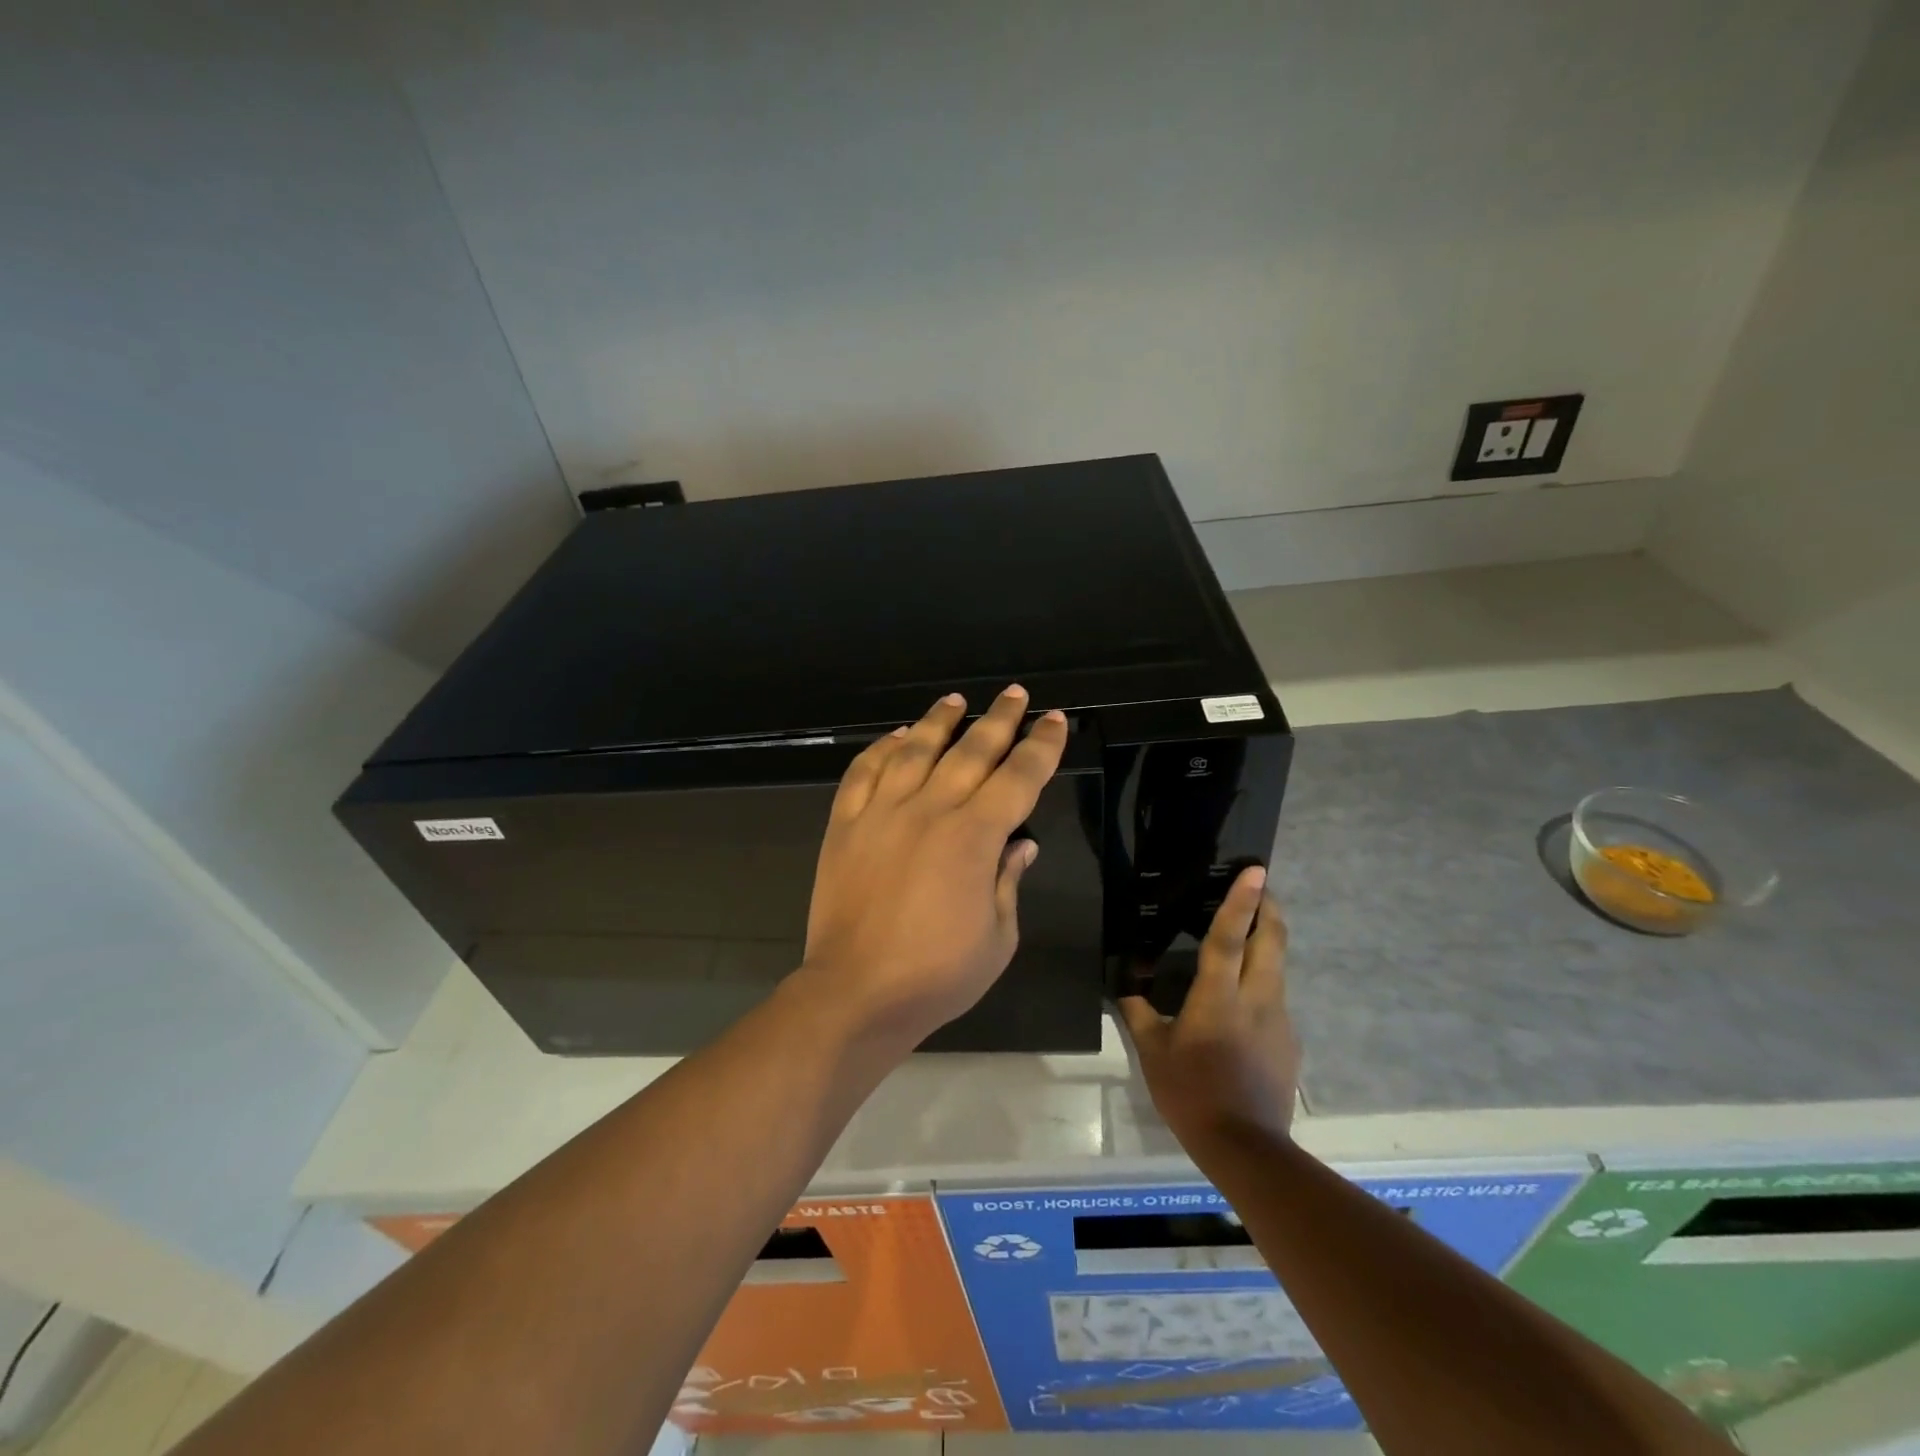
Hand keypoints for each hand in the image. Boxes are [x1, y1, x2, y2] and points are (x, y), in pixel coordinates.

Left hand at [799, 686, 1068, 1048]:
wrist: (856, 992)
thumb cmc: (938, 975)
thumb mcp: (998, 937)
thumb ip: (1008, 881)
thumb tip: (1020, 843)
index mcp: (974, 837)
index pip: (1018, 777)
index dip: (1041, 746)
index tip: (1054, 721)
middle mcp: (930, 810)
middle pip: (971, 751)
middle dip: (999, 719)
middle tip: (1015, 694)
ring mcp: (882, 813)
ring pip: (914, 750)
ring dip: (939, 721)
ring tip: (955, 700)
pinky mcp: (846, 825)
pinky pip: (863, 773)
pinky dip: (880, 749)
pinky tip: (895, 737)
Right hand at [1119, 866, 1299, 1148]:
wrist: (1247, 1147)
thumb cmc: (1191, 1094)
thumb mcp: (1153, 1053)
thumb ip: (1139, 1014)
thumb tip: (1127, 989)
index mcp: (1218, 998)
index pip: (1229, 938)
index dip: (1241, 902)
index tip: (1256, 872)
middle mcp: (1256, 999)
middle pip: (1272, 941)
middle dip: (1270, 908)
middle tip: (1261, 886)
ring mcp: (1279, 1020)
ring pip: (1278, 967)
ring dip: (1268, 941)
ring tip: (1249, 933)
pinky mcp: (1290, 1040)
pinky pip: (1276, 997)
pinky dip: (1264, 980)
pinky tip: (1244, 999)